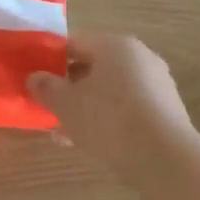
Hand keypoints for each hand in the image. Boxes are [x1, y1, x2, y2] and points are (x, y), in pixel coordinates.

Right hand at [27, 34, 195, 172]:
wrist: (162, 156)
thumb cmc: (108, 119)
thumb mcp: (66, 103)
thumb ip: (46, 88)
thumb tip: (35, 78)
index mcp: (116, 45)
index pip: (76, 43)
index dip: (51, 59)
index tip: (36, 79)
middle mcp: (140, 58)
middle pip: (95, 68)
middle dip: (69, 87)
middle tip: (49, 106)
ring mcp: (157, 85)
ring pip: (110, 92)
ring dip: (86, 108)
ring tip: (64, 131)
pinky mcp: (165, 112)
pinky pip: (127, 110)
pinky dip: (108, 121)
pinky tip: (90, 142)